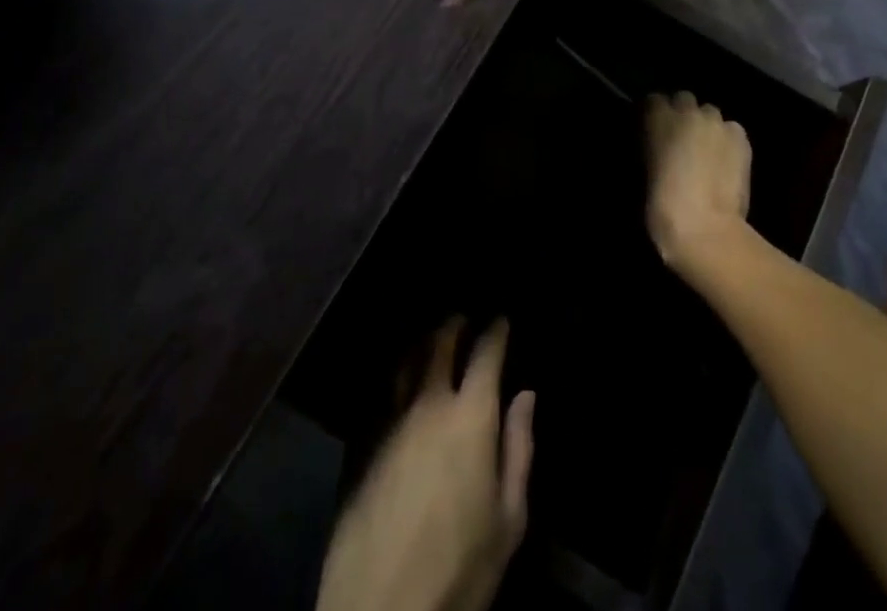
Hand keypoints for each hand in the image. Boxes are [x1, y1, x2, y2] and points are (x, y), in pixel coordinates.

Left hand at [317, 320, 534, 610]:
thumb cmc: (459, 569)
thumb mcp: (509, 519)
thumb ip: (519, 448)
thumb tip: (525, 395)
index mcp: (470, 417)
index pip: (485, 353)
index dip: (496, 330)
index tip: (501, 319)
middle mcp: (428, 404)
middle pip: (440, 344)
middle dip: (455, 325)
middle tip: (464, 318)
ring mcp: (389, 422)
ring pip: (405, 362)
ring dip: (422, 344)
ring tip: (431, 341)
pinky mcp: (361, 444)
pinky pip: (381, 395)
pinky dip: (396, 378)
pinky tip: (400, 384)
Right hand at [644, 91, 752, 276]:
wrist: (705, 229)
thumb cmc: (662, 207)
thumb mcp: (644, 172)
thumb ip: (651, 148)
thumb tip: (659, 146)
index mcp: (658, 118)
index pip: (653, 100)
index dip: (655, 115)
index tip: (654, 131)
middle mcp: (688, 112)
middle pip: (684, 99)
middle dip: (683, 115)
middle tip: (681, 141)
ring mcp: (718, 123)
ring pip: (710, 114)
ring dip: (706, 127)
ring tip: (707, 151)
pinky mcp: (741, 139)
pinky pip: (731, 130)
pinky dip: (727, 140)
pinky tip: (725, 161)